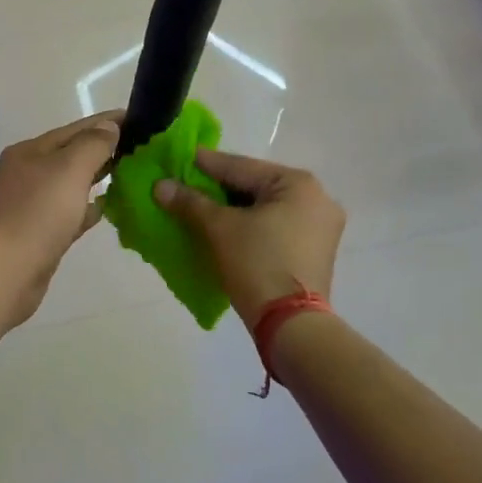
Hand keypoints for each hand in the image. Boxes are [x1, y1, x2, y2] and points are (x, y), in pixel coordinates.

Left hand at [0, 111, 122, 324]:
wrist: (5, 272)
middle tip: (139, 148)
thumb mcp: (69, 169)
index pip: (74, 129)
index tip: (137, 118)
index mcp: (29, 152)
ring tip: (128, 175)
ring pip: (70, 185)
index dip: (106, 122)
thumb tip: (109, 127)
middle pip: (70, 155)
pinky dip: (87, 208)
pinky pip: (68, 213)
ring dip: (96, 178)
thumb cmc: (37, 213)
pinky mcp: (37, 234)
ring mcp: (29, 206)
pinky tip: (106, 209)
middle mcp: (26, 174)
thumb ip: (93, 144)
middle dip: (102, 150)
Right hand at [153, 150, 344, 327]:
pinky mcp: (315, 252)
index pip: (241, 167)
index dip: (206, 164)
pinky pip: (276, 226)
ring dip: (235, 208)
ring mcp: (321, 227)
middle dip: (219, 188)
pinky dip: (251, 225)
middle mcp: (317, 198)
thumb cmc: (258, 264)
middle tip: (186, 184)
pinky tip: (226, 228)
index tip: (179, 157)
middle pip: (256, 186)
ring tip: (201, 207)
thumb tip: (160, 185)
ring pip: (266, 208)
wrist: (292, 325)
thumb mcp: (220, 228)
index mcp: (298, 183)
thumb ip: (190, 202)